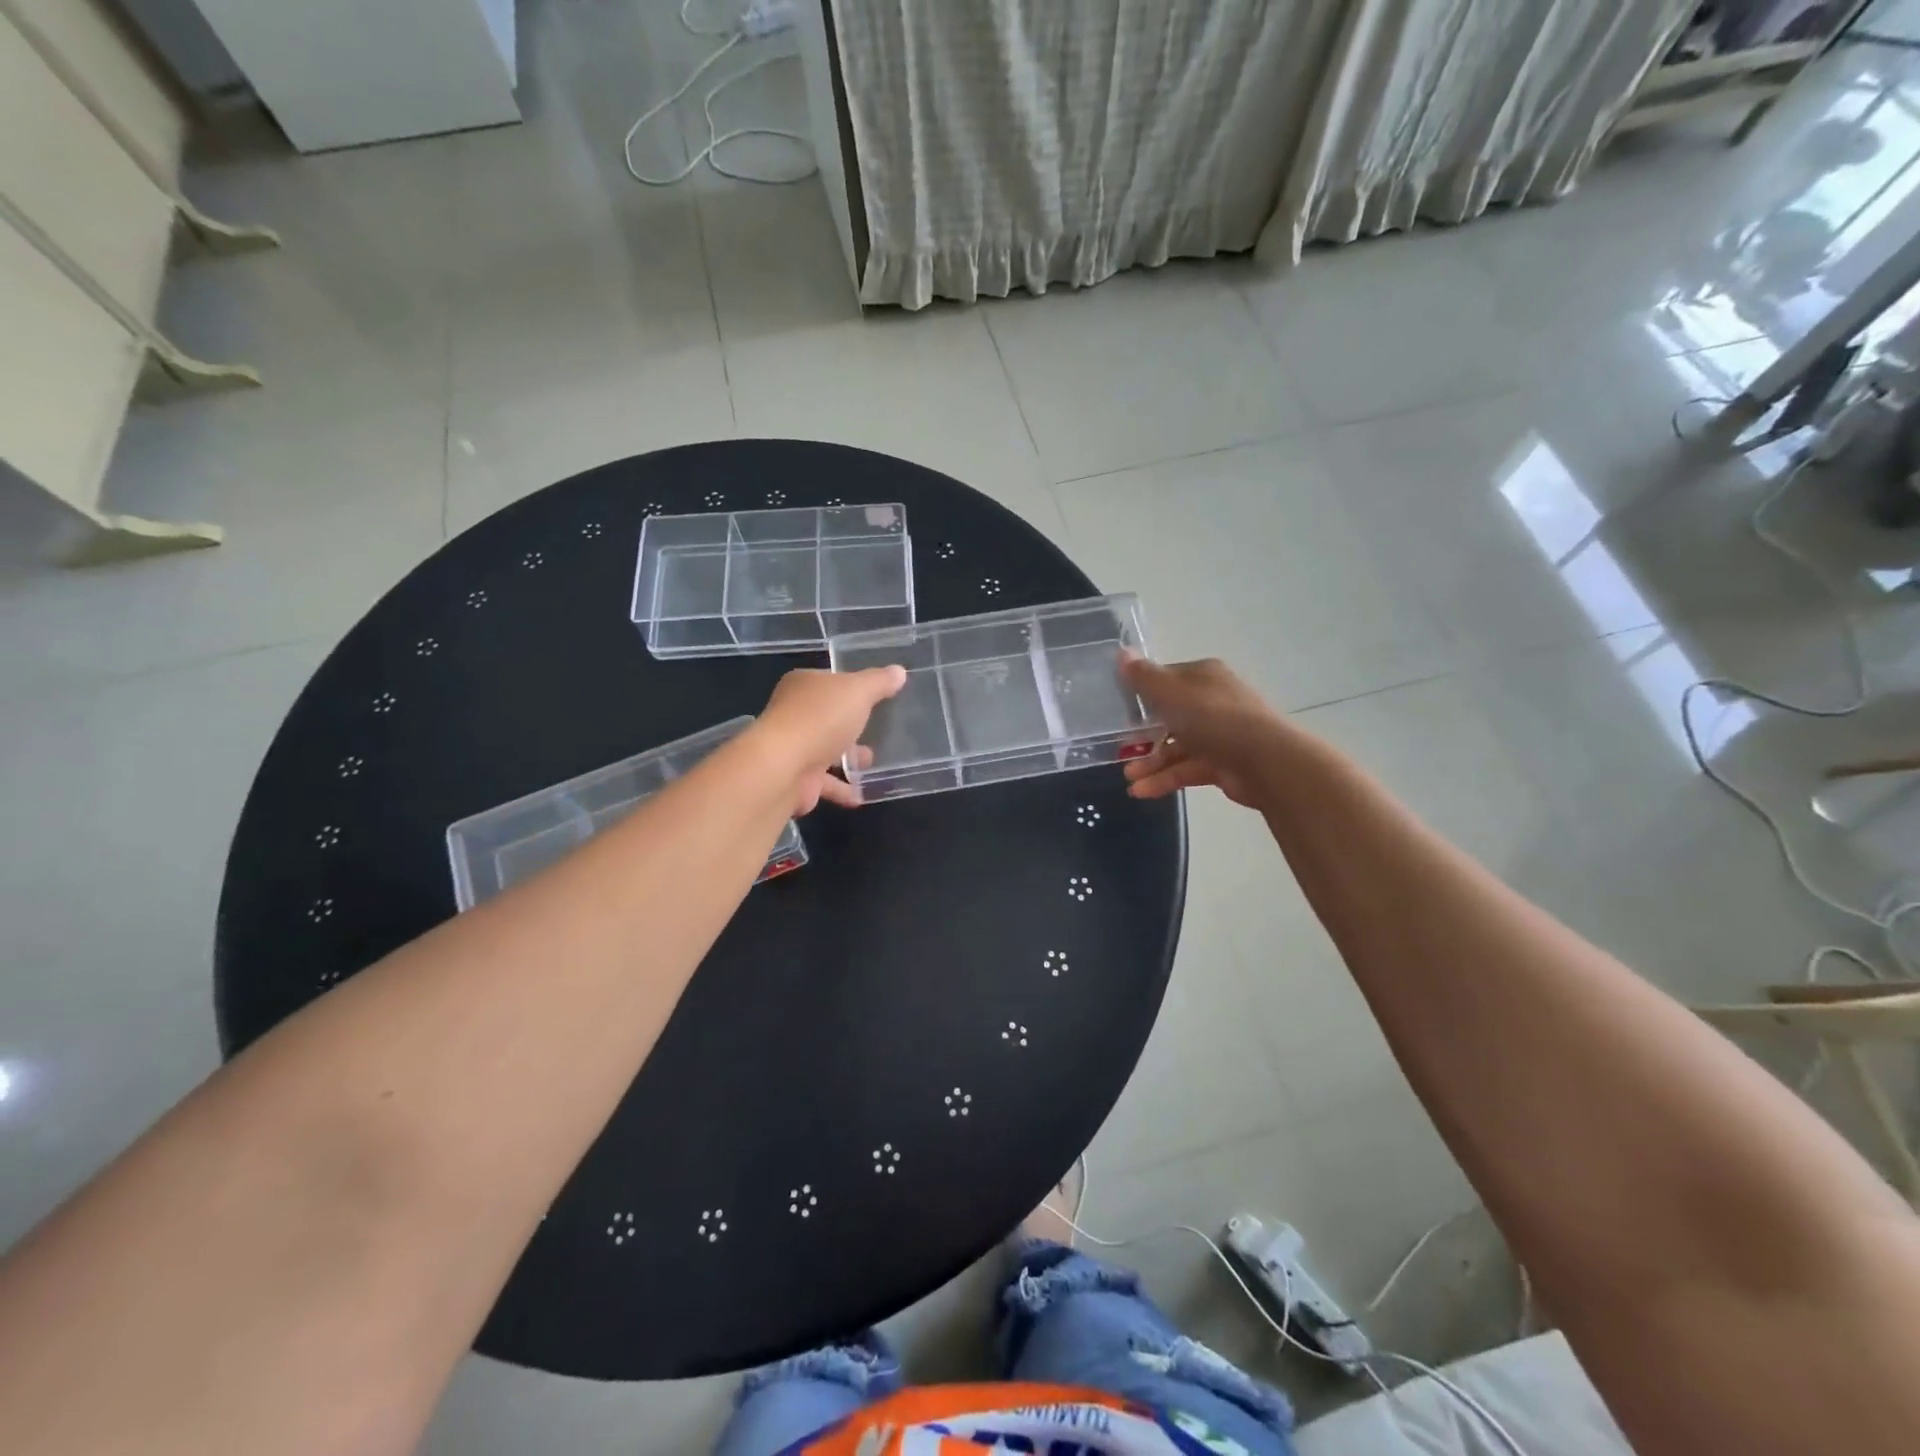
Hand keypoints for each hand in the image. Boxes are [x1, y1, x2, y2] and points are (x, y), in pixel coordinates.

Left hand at [754, 665, 906, 811]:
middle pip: (827, 716)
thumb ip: (879, 682)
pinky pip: (823, 782)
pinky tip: (860, 796)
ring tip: (871, 764)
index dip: (851, 687)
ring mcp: (792, 747)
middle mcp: (793, 713)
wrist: (784, 767)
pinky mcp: (795, 778)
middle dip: (850, 726)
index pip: (830, 682)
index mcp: (803, 685)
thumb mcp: (858, 691)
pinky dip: (841, 789)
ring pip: (824, 750)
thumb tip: (899, 671)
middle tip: (876, 732)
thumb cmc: (821, 719)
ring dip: (846, 759)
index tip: (873, 697)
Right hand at [1119, 655, 1287, 808]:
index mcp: (1203, 676)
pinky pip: (1187, 769)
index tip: (1119, 709)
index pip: (1166, 679)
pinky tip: (1141, 791)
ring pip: (1177, 746)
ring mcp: (1219, 735)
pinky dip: (1165, 779)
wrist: (1265, 761)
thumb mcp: (1170, 693)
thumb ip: (1143, 677)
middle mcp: (1212, 702)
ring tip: (1128, 778)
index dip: (1141, 693)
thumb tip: (1120, 653)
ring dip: (1150, 762)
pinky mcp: (1222, 764)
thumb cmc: (1213, 718)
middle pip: (1170, 716)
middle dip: (1143, 734)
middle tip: (1119, 747)